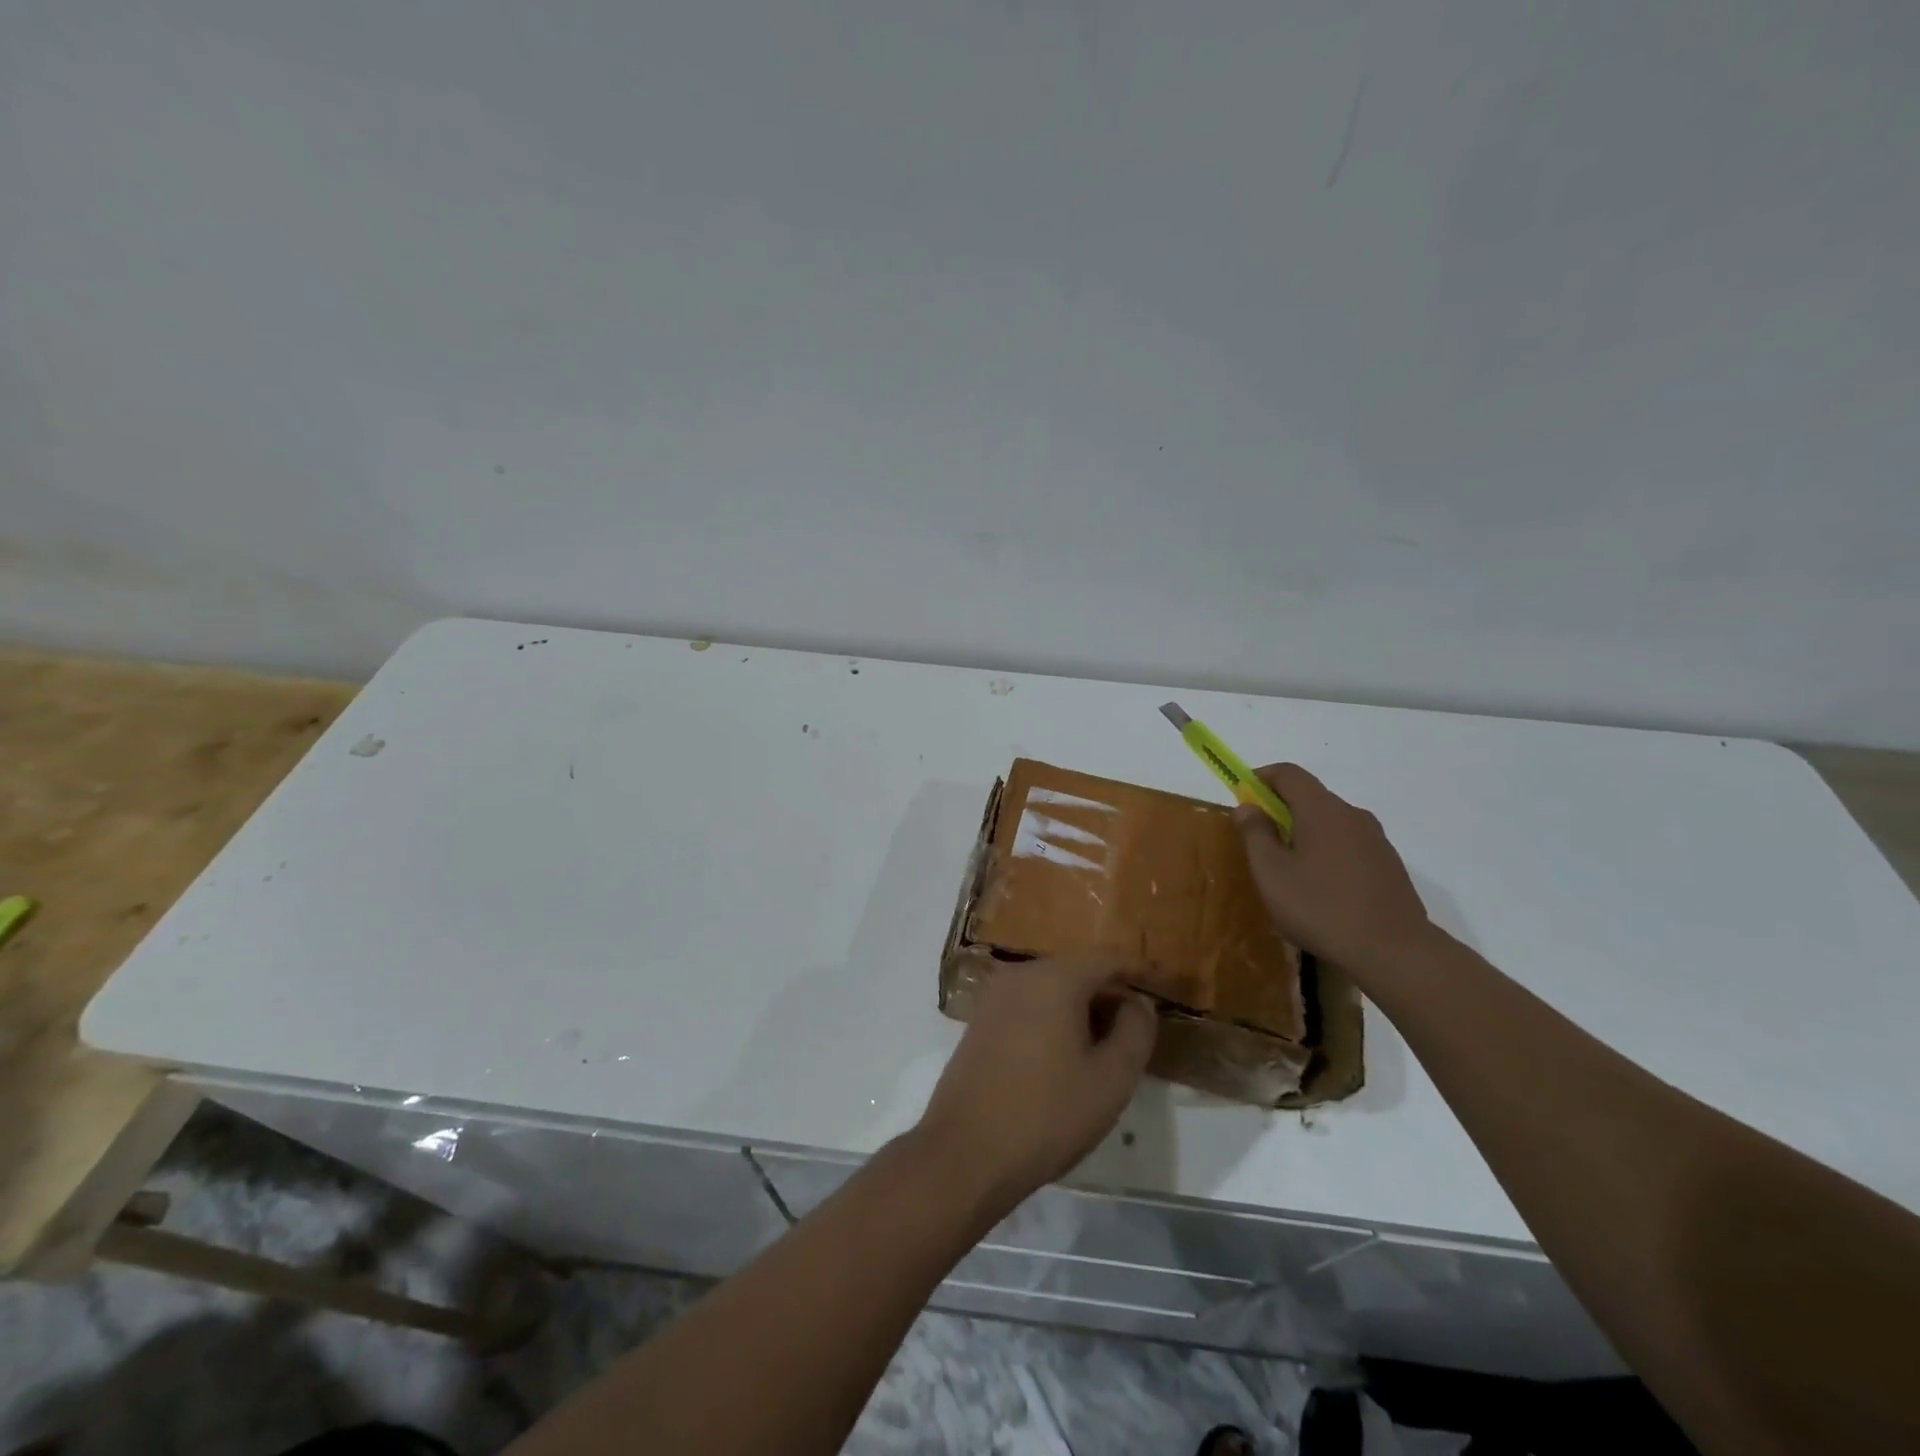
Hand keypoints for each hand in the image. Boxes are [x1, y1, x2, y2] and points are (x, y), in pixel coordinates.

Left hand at [915, 958, 1156, 1213]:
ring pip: (1052, 987)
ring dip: (1082, 1007)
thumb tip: (1138, 1003)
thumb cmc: (1046, 1114)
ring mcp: (995, 996)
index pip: (1107, 958)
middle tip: (1138, 1026)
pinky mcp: (981, 1020)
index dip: (1139, 971)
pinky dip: (1054, 1017)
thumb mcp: (1110, 1079)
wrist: (965, 1151)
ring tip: (1107, 1045)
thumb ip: (1135, 1032)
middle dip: (1110, 992)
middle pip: (1077, 970)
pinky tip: (1067, 1054)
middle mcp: (1021, 974)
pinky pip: (1029, 1004)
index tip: (1164, 986)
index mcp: (1055, 978)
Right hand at [1234, 763, 1436, 980]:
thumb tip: (1248, 806)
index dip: (1261, 778)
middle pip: (1311, 796)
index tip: (1243, 797)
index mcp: (1321, 810)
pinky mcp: (1389, 865)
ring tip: (1289, 870)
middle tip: (1260, 840)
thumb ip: (1255, 834)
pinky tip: (1321, 888)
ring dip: (1305, 832)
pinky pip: (1349, 844)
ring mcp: (1376, 840)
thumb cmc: (1320, 908)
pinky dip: (1327, 852)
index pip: (1289, 773)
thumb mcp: (1271, 873)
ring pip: (1331, 822)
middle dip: (1280, 808)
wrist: (1394, 951)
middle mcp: (1352, 815)